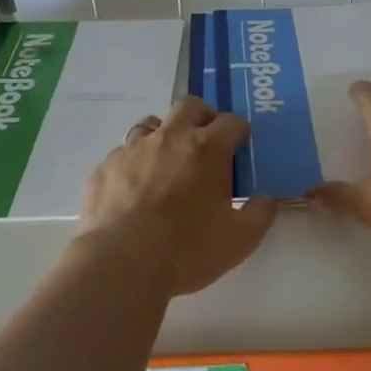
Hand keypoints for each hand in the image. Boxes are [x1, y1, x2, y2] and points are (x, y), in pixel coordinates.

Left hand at [77, 96, 276, 296]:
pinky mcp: (105, 167)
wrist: (121, 264)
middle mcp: (170, 138)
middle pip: (189, 106)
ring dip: (164, 135)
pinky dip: (135, 163)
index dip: (240, 132)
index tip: (241, 146)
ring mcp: (133, 149)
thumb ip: (259, 214)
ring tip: (168, 162)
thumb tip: (265, 200)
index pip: (232, 122)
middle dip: (202, 117)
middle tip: (206, 141)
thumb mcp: (240, 239)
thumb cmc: (187, 249)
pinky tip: (135, 189)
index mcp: (207, 149)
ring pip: (151, 124)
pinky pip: (123, 154)